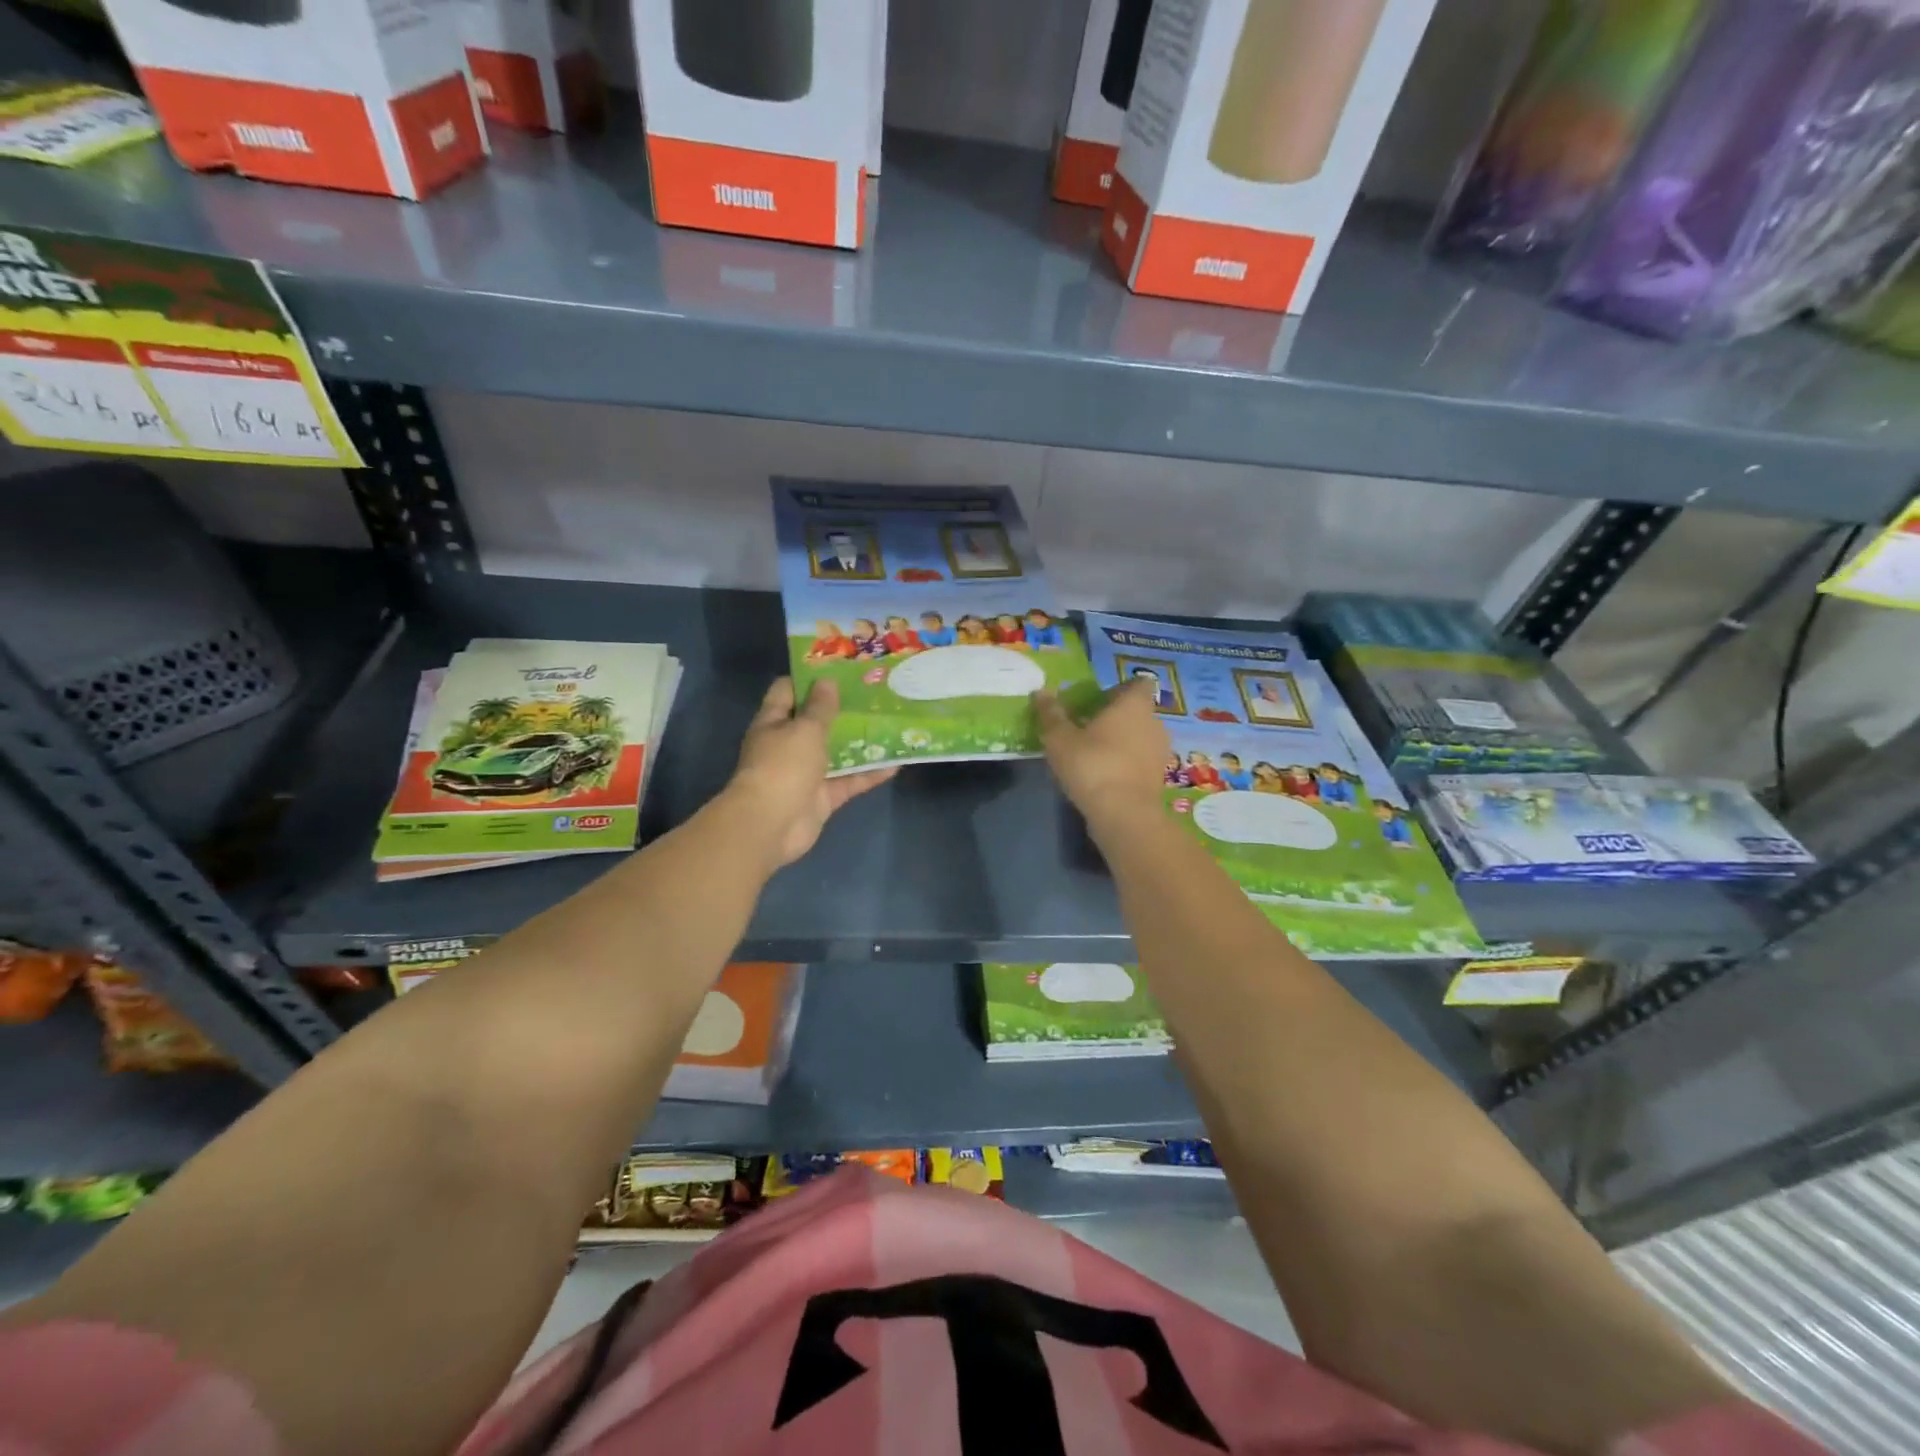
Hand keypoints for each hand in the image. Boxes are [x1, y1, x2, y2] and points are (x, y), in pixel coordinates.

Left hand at [728, 678, 894, 868]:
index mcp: (773, 722)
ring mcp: (805, 773)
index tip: (839, 668)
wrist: (771, 825)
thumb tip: (827, 681)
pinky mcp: (821, 798)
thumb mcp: (805, 729)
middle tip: (873, 694)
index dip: (810, 678)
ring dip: (859, 742)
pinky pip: (848, 781)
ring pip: (835, 753)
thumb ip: (820, 707)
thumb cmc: (783, 766)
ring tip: (889, 724)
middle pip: (815, 722)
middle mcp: (787, 745)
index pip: (788, 691)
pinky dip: (869, 774)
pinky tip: (896, 764)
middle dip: (841, 709)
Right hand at [1034, 679, 1168, 835]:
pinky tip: (1104, 775)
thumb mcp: (1059, 739)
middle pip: (1137, 711)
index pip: (1137, 684)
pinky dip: (1126, 763)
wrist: (1123, 814)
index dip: (1119, 689)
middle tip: (1087, 727)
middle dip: (1116, 717)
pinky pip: (1141, 761)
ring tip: (1094, 754)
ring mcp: (1160, 751)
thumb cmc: (1091, 765)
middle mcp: (1154, 722)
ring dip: (1122, 742)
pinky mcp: (1158, 777)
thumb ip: (1051, 713)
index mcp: (1133, 704)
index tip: (1098, 700)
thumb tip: (1040, 691)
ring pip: (1140, 737)